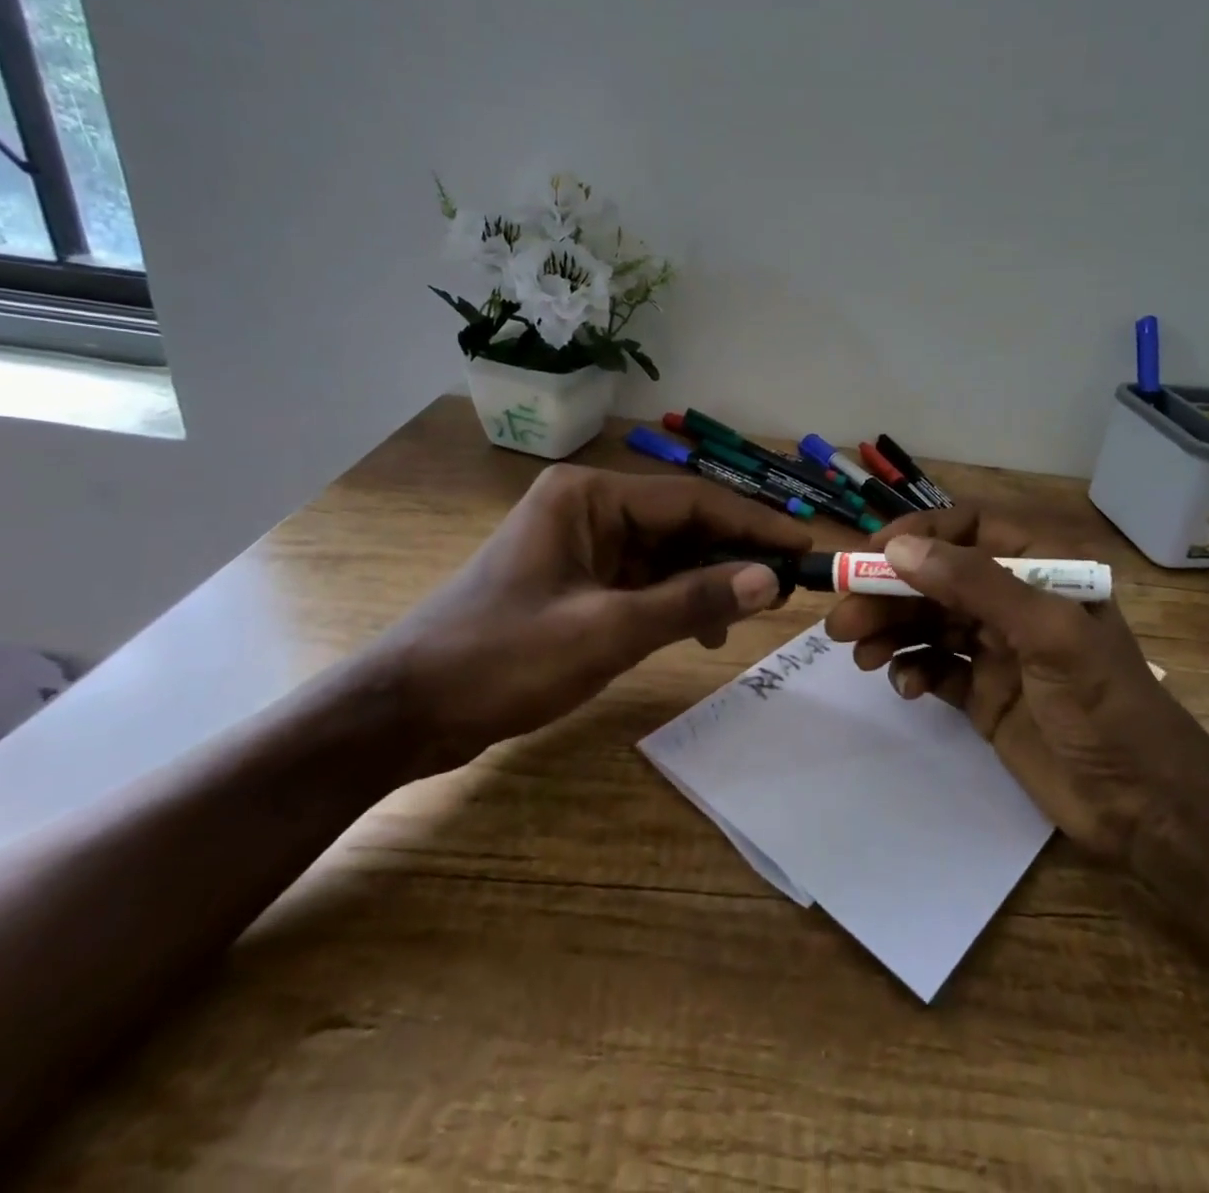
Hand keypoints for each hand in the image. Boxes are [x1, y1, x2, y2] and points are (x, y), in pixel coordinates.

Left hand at [378, 464, 811, 774]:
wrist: (405, 711)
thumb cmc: (500, 660)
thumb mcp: (607, 632)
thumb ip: (692, 602)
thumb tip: (769, 581)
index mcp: (589, 497)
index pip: (691, 501)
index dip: (753, 525)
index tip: (804, 547)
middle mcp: (588, 508)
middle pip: (681, 524)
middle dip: (733, 554)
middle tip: (788, 585)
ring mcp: (581, 545)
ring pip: (665, 554)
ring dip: (707, 581)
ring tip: (751, 614)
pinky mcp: (577, 581)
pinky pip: (643, 580)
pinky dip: (676, 602)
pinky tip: (701, 631)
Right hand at [825, 508, 1208, 860]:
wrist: (1144, 808)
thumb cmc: (1105, 707)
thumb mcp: (1048, 635)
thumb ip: (976, 584)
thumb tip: (899, 549)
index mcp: (1045, 566)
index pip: (970, 528)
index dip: (919, 535)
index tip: (869, 556)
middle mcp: (1017, 599)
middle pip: (939, 579)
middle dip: (890, 595)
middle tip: (842, 621)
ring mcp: (1000, 647)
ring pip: (930, 621)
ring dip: (892, 632)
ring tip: (859, 655)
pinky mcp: (985, 690)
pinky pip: (936, 665)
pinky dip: (914, 670)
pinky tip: (907, 687)